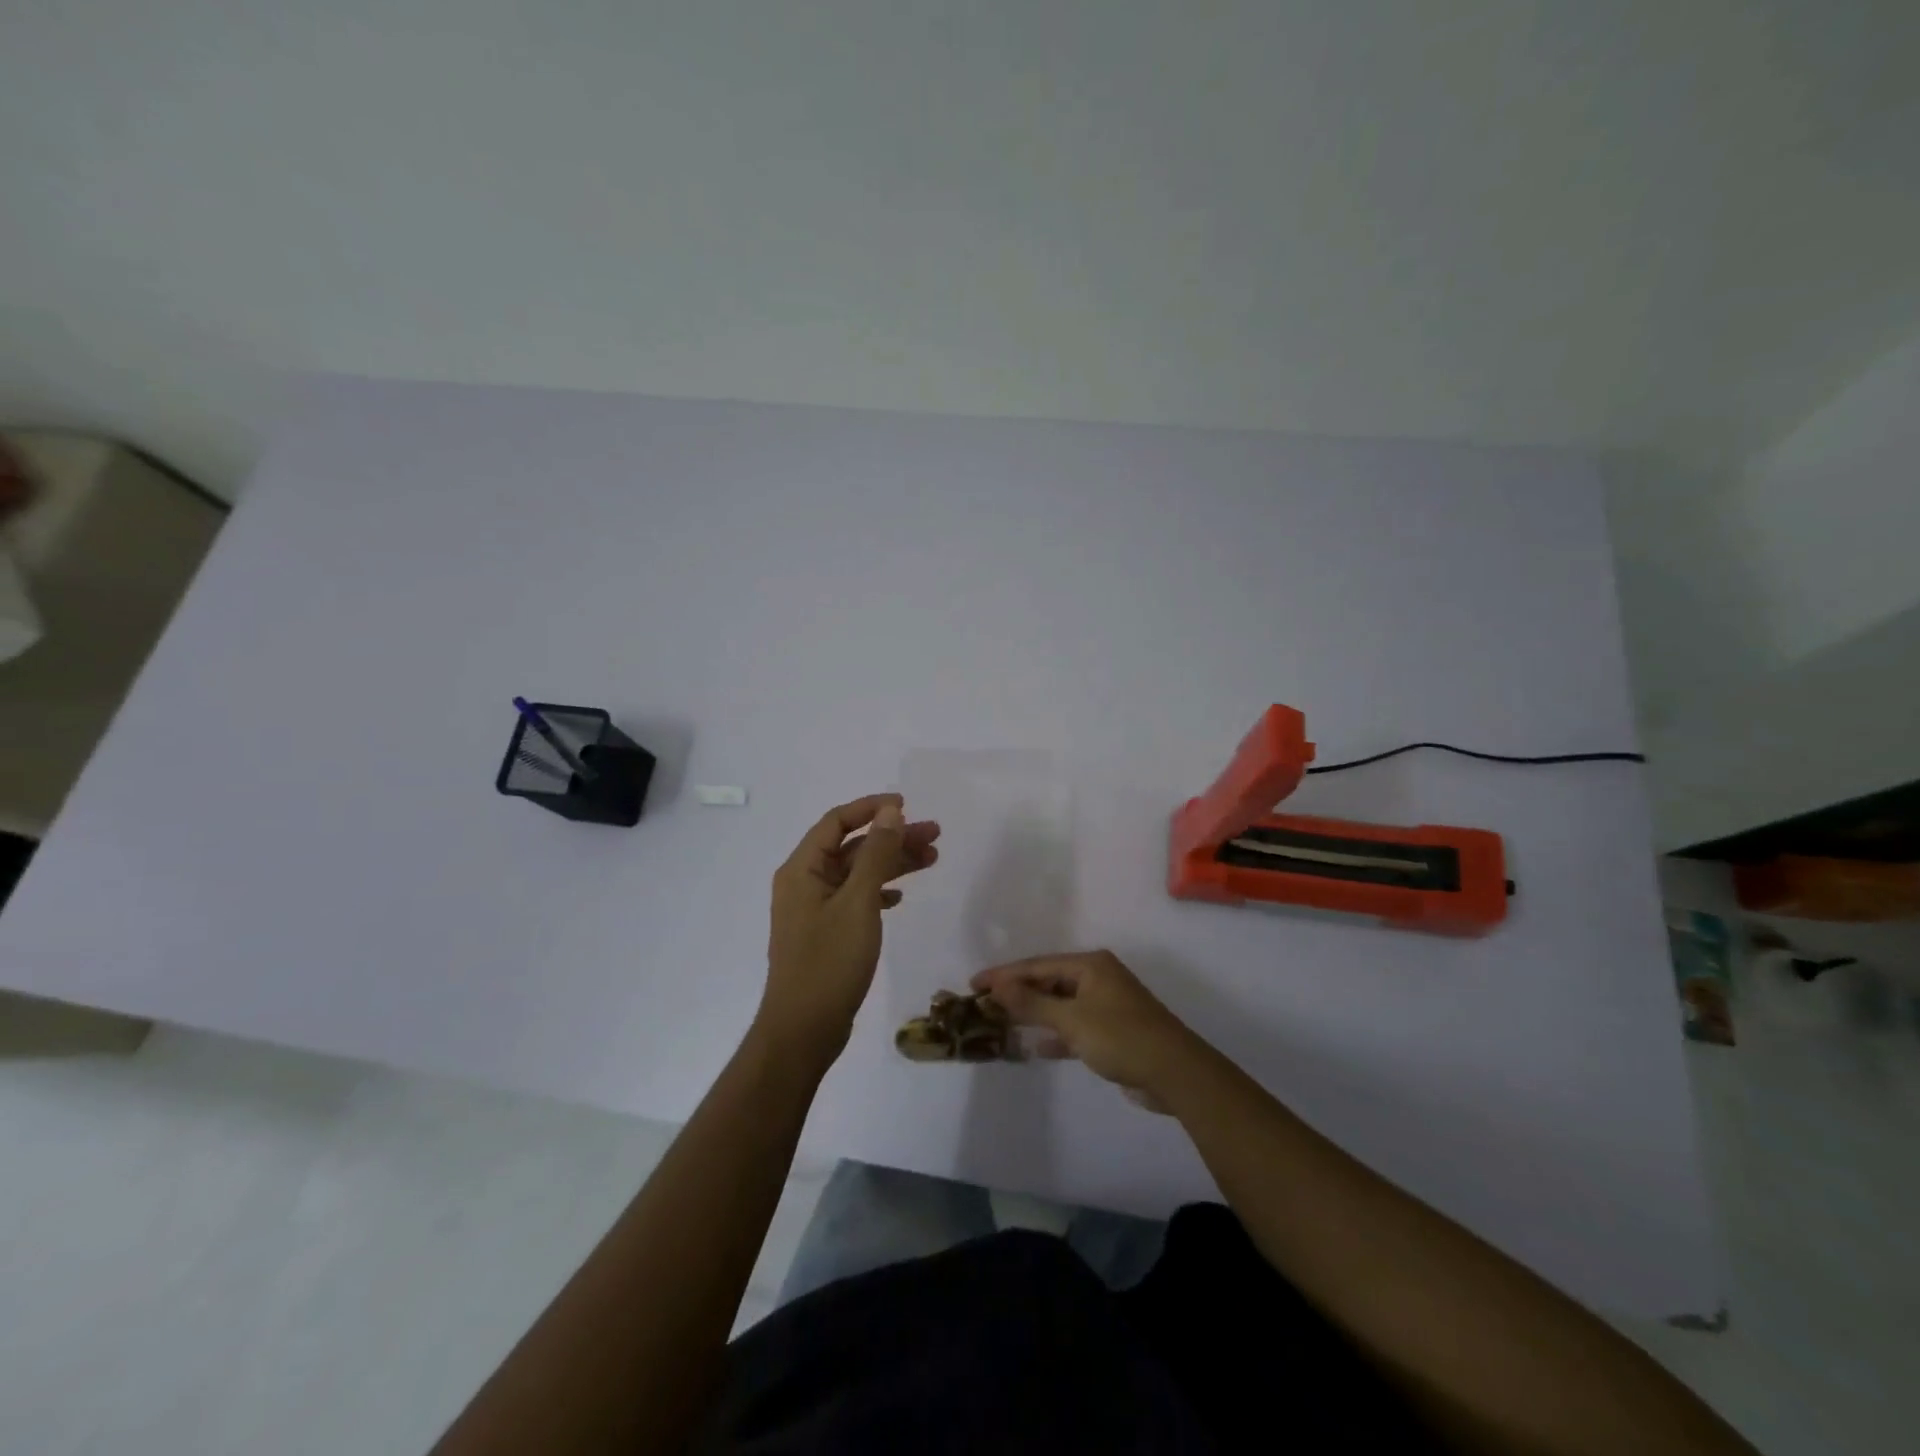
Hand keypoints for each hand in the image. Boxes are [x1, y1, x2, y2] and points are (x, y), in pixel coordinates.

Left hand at [759, 794, 939, 1069]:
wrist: (803, 1030)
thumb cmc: (829, 961)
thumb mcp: (858, 902)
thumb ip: (876, 854)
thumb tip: (891, 812)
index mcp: (802, 869)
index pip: (837, 821)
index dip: (871, 808)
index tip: (908, 805)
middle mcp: (804, 883)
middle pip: (852, 847)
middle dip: (892, 838)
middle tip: (935, 835)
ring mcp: (814, 909)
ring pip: (857, 873)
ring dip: (891, 864)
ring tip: (932, 860)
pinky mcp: (826, 933)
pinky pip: (855, 899)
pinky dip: (879, 892)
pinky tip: (901, 897)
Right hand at [971, 951, 1206, 1107]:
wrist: (1175, 1073)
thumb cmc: (1121, 1037)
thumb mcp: (1072, 1019)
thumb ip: (1032, 1003)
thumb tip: (998, 986)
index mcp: (1090, 965)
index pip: (1037, 965)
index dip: (1004, 974)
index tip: (974, 984)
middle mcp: (1098, 978)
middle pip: (1048, 981)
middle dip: (1018, 993)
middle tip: (984, 1004)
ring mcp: (1106, 1004)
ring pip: (1060, 1004)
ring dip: (1034, 1014)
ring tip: (1002, 1023)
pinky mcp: (1112, 1031)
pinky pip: (1074, 1026)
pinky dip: (1055, 1034)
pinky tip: (1035, 1047)